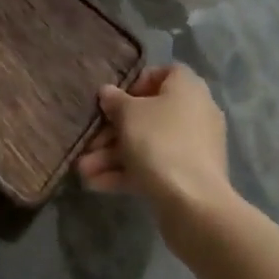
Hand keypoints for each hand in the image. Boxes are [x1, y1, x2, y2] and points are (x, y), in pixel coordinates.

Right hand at [76, 65, 233, 225]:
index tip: (113, 99)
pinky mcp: (188, 177)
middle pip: (148, 113)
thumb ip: (115, 100)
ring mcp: (192, 147)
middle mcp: (194, 112)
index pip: (162, 73)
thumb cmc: (160, 142)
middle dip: (113, 130)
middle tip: (88, 142)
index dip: (135, 83)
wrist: (194, 205)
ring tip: (83, 170)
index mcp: (187, 88)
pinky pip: (154, 166)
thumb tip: (108, 92)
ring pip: (148, 143)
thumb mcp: (129, 114)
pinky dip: (128, 173)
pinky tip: (96, 185)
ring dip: (114, 155)